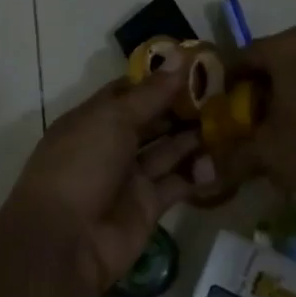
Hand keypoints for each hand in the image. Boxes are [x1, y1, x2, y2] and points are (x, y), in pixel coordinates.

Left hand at [0, 67, 208, 296]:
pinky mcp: (148, 205)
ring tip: (230, 121)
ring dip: (194, 137)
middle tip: (224, 92)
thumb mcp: (113, 119)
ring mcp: (130, 177)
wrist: (65, 241)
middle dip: (182, 108)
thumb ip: (151, 93)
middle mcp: (110, 145)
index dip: (158, 80)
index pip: (128, 92)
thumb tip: (179, 55)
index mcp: (93, 119)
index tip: (195, 66)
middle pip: (152, 121)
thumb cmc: (81, 166)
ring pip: (168, 151)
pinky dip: (198, 174)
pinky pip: (178, 183)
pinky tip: (220, 161)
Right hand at [214, 27, 295, 201]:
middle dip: (258, 91)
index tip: (219, 113)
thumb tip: (207, 172)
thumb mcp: (270, 156)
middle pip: (274, 61)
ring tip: (284, 129)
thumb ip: (235, 158)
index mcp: (286, 47)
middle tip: (249, 124)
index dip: (225, 85)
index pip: (241, 57)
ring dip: (289, 94)